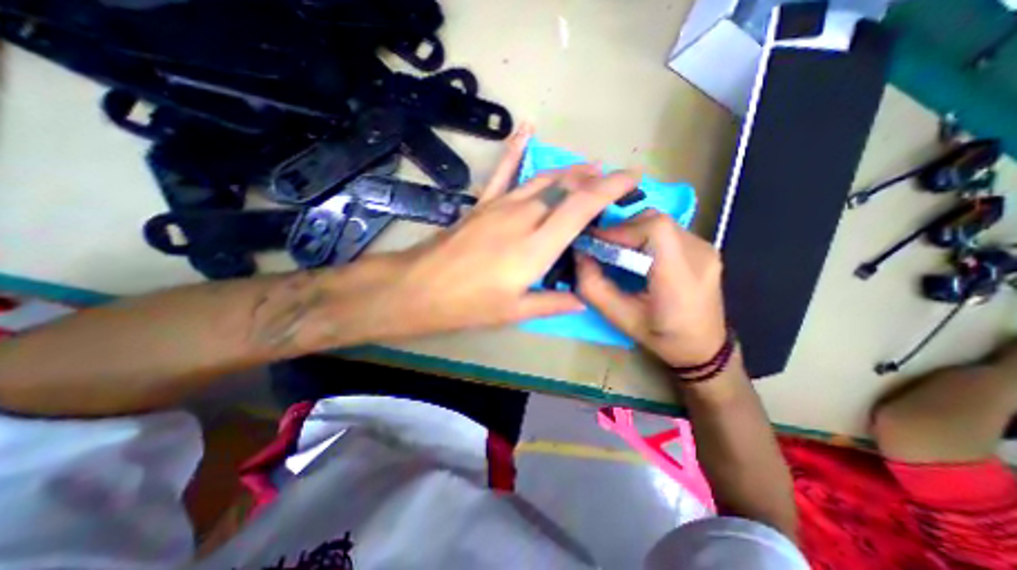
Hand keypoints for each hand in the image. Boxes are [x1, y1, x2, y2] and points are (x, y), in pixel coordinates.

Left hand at [366, 126, 632, 339]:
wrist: (421, 287)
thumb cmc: (470, 304)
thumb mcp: (515, 312)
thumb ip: (552, 303)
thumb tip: (581, 299)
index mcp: (537, 246)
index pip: (582, 207)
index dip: (610, 189)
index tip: (632, 178)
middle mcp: (524, 217)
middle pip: (566, 188)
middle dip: (593, 180)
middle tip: (610, 181)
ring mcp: (501, 206)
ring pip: (543, 178)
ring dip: (569, 171)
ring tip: (587, 168)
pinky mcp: (483, 203)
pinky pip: (504, 171)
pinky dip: (516, 148)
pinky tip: (526, 128)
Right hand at [575, 208, 726, 364]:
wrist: (704, 346)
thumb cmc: (660, 336)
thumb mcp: (619, 318)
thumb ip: (594, 286)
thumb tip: (579, 254)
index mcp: (680, 279)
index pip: (655, 230)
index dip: (620, 230)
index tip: (594, 242)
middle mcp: (699, 255)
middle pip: (655, 220)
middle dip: (621, 230)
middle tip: (602, 248)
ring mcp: (705, 248)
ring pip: (659, 221)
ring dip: (631, 232)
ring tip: (617, 252)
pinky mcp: (703, 246)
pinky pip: (667, 229)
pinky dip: (644, 235)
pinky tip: (637, 254)